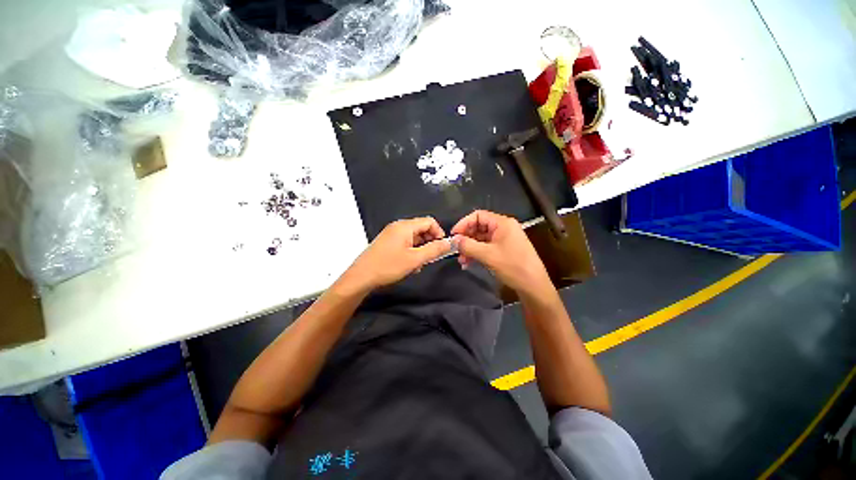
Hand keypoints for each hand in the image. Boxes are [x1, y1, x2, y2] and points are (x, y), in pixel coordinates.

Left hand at [343, 217, 451, 291]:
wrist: (361, 277)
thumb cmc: (388, 266)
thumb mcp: (415, 259)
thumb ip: (434, 250)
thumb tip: (450, 243)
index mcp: (405, 226)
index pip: (429, 222)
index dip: (439, 233)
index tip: (441, 248)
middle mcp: (398, 226)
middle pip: (422, 229)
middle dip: (429, 243)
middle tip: (431, 258)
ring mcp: (391, 234)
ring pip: (414, 238)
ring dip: (421, 249)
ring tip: (419, 265)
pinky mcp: (387, 242)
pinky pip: (405, 243)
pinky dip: (411, 251)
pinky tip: (409, 265)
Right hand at [451, 210, 551, 293]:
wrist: (533, 286)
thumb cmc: (512, 266)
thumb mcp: (487, 255)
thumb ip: (468, 245)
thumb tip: (453, 240)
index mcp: (502, 223)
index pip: (478, 215)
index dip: (463, 223)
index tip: (453, 236)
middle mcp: (503, 228)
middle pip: (479, 227)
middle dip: (466, 239)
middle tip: (456, 250)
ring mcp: (504, 239)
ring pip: (481, 239)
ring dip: (470, 248)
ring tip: (461, 261)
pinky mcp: (504, 250)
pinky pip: (486, 247)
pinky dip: (476, 254)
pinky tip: (469, 263)